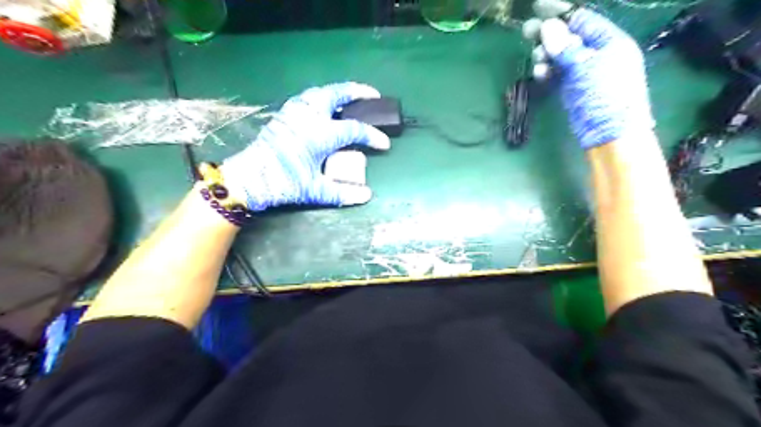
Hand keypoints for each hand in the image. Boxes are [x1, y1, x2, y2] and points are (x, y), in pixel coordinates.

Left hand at [218, 81, 387, 211]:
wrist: (249, 178)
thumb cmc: (284, 183)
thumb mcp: (315, 190)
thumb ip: (342, 193)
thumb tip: (366, 195)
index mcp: (321, 134)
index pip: (354, 130)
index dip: (373, 136)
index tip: (384, 144)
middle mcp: (309, 116)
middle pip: (337, 94)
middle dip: (358, 92)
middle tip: (373, 95)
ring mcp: (294, 112)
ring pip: (321, 92)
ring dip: (339, 92)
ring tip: (350, 98)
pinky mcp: (284, 114)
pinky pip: (307, 98)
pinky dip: (322, 97)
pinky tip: (324, 106)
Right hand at [527, 5, 656, 149]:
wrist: (609, 133)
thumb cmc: (605, 96)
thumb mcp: (586, 68)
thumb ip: (566, 48)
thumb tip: (548, 26)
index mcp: (609, 41)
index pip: (583, 19)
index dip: (561, 12)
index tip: (539, 7)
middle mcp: (596, 54)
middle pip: (568, 37)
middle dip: (548, 34)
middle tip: (527, 31)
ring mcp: (584, 72)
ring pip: (560, 57)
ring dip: (546, 55)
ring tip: (536, 58)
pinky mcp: (573, 89)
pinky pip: (557, 74)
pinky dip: (547, 72)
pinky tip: (540, 73)